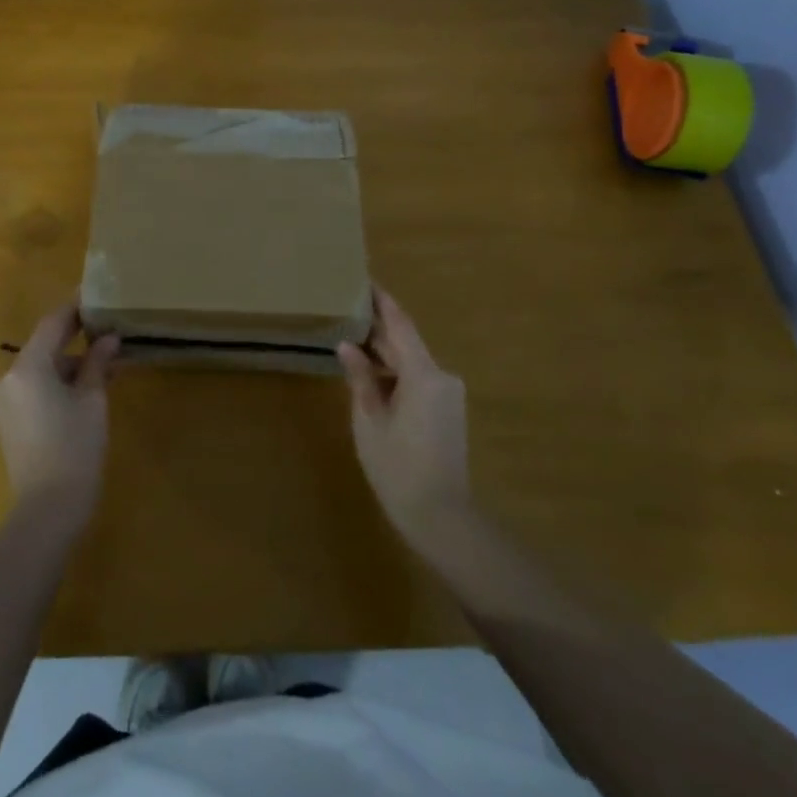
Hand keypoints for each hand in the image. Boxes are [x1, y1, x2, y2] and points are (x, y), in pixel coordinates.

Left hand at [0, 304, 119, 527]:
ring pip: (42, 367)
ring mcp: (5, 399)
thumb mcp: (92, 401)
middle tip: (108, 327)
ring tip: (106, 363)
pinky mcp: (8, 419)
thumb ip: (97, 363)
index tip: (96, 294)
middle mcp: (9, 376)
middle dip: (76, 336)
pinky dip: (58, 382)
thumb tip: (108, 338)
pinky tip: (86, 387)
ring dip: (70, 362)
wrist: (46, 510)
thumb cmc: (75, 448)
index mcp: (28, 366)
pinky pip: (35, 387)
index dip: (76, 307)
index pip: (53, 322)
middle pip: (45, 344)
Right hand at [338, 286, 471, 545]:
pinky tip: (372, 374)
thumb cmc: (398, 468)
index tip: (365, 280)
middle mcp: (442, 376)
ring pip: (413, 362)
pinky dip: (396, 373)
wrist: (441, 516)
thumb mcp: (369, 421)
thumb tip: (348, 347)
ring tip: (352, 340)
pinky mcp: (449, 410)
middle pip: (407, 343)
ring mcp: (449, 394)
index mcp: (424, 374)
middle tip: (347, 310)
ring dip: (385, 353)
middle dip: (379, 329)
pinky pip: (419, 379)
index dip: (382, 301)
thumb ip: (361, 379)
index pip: (401, 325)